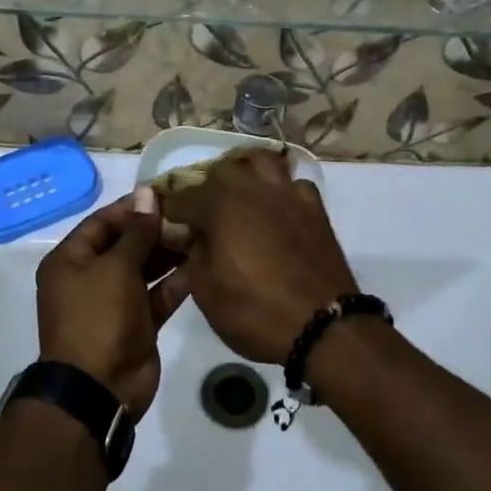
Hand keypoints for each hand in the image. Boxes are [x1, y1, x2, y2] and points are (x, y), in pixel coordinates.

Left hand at [36, 188, 189, 418]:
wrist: (99, 389)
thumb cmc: (99, 317)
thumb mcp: (116, 267)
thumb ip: (137, 232)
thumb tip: (147, 193)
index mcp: (70, 260)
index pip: (102, 222)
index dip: (132, 207)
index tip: (166, 194)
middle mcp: (89, 278)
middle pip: (125, 244)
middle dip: (155, 230)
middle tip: (190, 214)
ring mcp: (114, 303)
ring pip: (144, 270)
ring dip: (168, 254)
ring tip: (200, 234)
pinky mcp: (137, 324)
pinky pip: (157, 296)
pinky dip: (175, 283)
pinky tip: (200, 265)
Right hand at [160, 150, 357, 363]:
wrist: (323, 326)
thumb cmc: (255, 311)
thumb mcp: (205, 290)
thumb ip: (192, 252)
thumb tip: (191, 234)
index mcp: (220, 203)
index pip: (182, 197)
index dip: (169, 212)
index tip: (167, 226)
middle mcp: (253, 187)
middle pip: (221, 171)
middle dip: (206, 189)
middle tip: (203, 217)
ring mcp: (288, 193)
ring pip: (261, 163)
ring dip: (245, 174)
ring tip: (240, 198)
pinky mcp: (315, 207)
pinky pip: (293, 184)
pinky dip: (281, 191)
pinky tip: (277, 210)